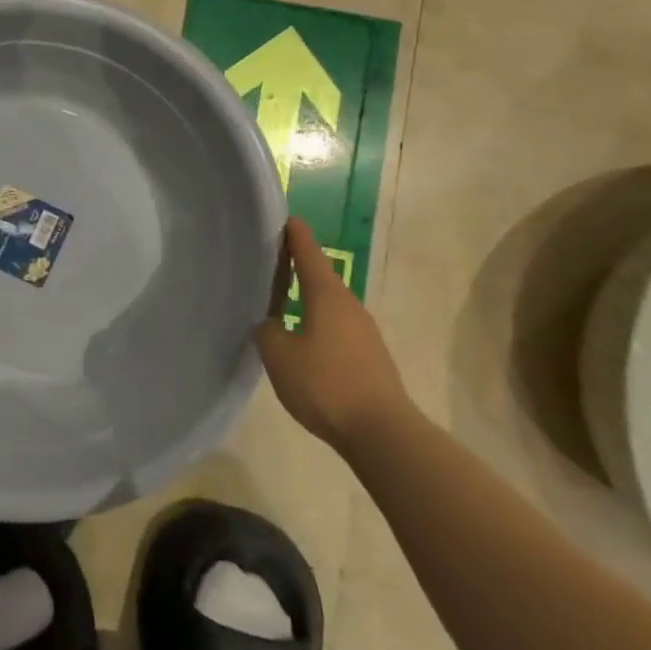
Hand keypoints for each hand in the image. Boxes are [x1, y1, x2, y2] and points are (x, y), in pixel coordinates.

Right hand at [254, 216, 407, 452]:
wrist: (382, 432)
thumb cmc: (326, 384)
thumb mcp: (279, 355)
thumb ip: (268, 331)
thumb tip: (271, 323)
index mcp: (327, 295)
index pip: (308, 254)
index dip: (295, 235)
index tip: (285, 217)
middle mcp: (349, 305)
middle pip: (320, 276)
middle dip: (298, 265)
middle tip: (271, 259)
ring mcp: (363, 332)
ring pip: (328, 303)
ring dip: (307, 297)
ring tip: (281, 298)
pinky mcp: (369, 356)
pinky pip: (336, 327)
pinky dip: (316, 321)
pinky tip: (301, 338)